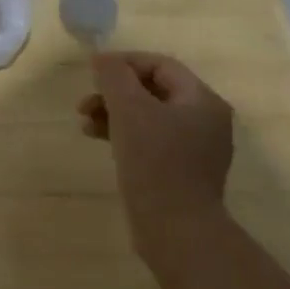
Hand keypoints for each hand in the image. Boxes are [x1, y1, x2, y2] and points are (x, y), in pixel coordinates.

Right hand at [77, 51, 233, 260]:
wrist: (176, 230)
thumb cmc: (155, 162)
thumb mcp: (130, 110)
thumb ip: (114, 76)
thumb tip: (102, 58)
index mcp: (202, 100)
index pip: (160, 65)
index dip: (124, 63)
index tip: (92, 72)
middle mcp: (205, 120)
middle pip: (154, 90)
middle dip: (115, 92)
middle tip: (84, 103)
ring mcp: (196, 149)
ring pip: (149, 116)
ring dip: (115, 113)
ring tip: (85, 123)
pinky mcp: (181, 172)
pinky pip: (151, 140)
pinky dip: (125, 135)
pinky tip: (100, 140)